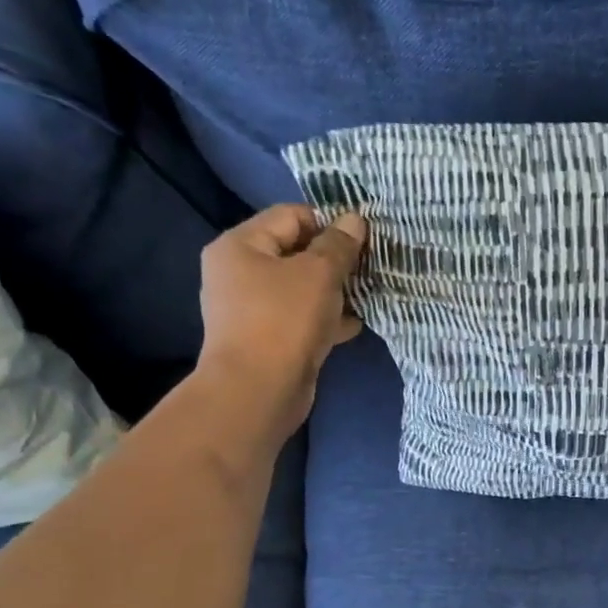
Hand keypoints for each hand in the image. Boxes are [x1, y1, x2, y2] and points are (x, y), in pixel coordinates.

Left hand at [194, 203, 366, 443]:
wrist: (259, 391)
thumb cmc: (284, 321)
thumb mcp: (319, 274)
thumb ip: (339, 245)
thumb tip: (354, 219)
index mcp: (240, 245)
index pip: (290, 216)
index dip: (328, 223)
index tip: (362, 240)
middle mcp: (239, 273)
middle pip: (295, 252)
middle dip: (334, 260)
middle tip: (368, 268)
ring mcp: (251, 309)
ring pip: (300, 288)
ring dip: (333, 291)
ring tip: (366, 295)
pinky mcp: (266, 339)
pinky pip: (300, 318)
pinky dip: (324, 318)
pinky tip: (352, 325)